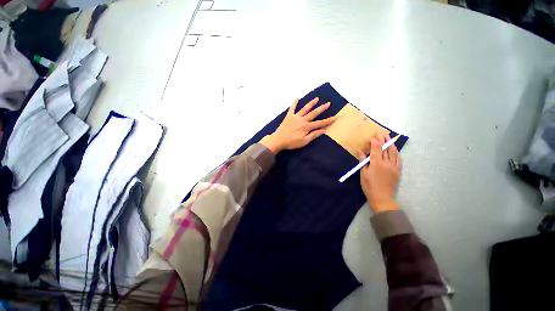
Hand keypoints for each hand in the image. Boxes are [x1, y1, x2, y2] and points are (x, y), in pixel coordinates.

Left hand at [260, 97, 336, 153]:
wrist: (278, 140)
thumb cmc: (291, 142)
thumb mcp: (304, 142)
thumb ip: (313, 135)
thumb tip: (323, 130)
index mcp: (306, 127)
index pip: (320, 123)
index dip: (328, 120)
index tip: (336, 117)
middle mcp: (302, 120)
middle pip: (314, 113)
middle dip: (322, 108)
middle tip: (328, 103)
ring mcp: (295, 117)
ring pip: (305, 109)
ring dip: (311, 103)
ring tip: (317, 98)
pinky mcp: (289, 116)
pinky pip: (292, 108)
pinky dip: (294, 103)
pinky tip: (297, 98)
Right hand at [358, 132, 400, 212]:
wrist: (383, 198)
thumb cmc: (369, 186)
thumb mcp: (363, 174)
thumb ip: (363, 161)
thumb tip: (361, 151)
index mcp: (376, 163)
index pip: (377, 148)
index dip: (375, 141)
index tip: (373, 136)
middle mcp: (387, 163)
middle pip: (385, 148)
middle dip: (383, 139)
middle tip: (381, 132)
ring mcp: (394, 166)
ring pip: (394, 152)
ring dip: (391, 143)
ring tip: (389, 137)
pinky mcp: (398, 170)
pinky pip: (399, 159)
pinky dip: (396, 152)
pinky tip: (395, 149)